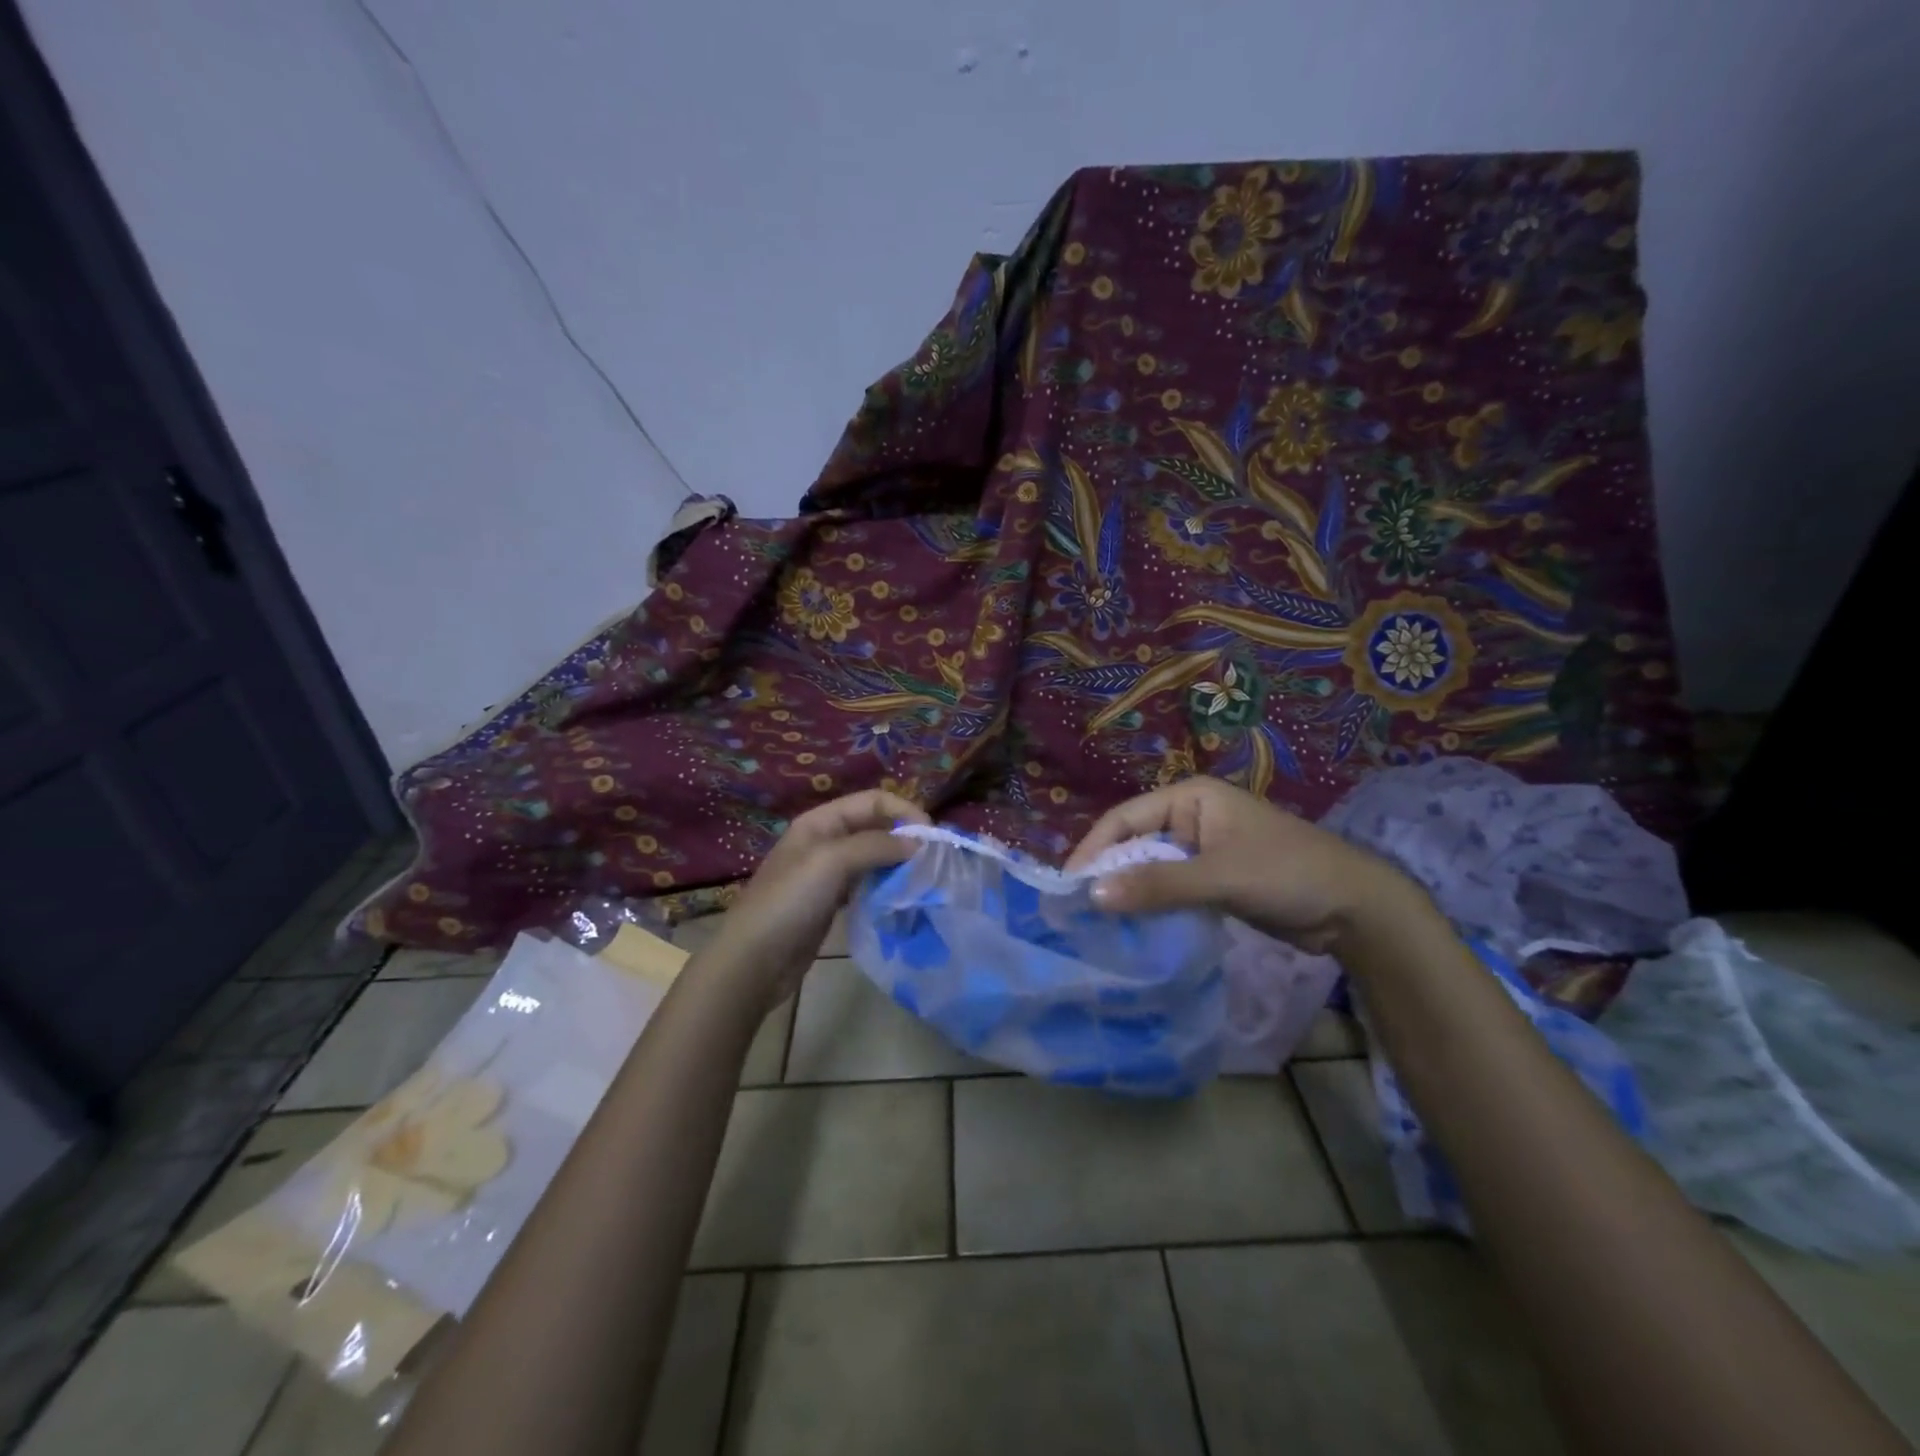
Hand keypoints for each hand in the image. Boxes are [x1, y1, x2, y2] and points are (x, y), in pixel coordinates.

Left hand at [699, 789, 929, 1012]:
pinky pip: (867, 884)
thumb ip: (875, 845)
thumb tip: (918, 845)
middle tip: (932, 862)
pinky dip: (886, 887)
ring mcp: (828, 873)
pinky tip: (901, 899)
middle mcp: (825, 841)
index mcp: (821, 822)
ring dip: (898, 864)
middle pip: (875, 827)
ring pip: (873, 857)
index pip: (873, 801)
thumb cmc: (789, 902)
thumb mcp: (831, 862)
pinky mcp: (832, 902)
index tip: (931, 838)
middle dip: (904, 838)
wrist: (754, 960)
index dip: (903, 812)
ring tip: (922, 880)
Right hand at [1066, 777, 1425, 954]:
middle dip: (1109, 873)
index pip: (1125, 818)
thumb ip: (1158, 885)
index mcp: (1190, 797)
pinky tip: (1134, 928)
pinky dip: (1152, 905)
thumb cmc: (1287, 873)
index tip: (1068, 886)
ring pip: (1150, 868)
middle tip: (1078, 910)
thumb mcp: (1220, 876)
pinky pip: (1170, 888)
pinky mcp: (1213, 880)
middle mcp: (1191, 817)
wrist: (1356, 909)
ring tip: (1097, 923)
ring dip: (1129, 892)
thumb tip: (1092, 895)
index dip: (1094, 849)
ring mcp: (1202, 850)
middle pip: (1135, 842)